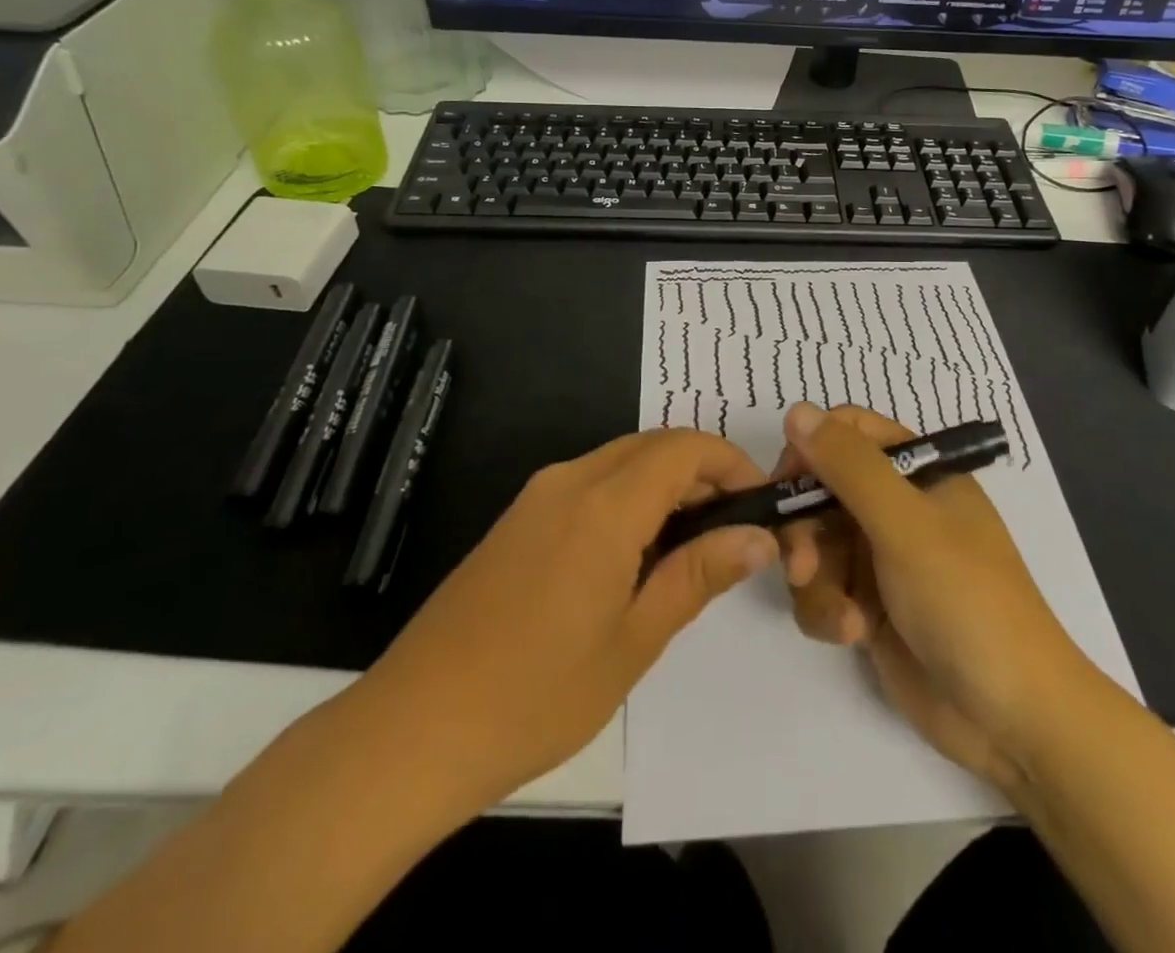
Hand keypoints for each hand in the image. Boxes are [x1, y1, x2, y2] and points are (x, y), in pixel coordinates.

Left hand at [357, 429, 777, 807]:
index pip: (685, 448)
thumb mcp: (635, 639)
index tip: (760, 506)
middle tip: (732, 531)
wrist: (415, 728)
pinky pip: (590, 483)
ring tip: (691, 548)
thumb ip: (699, 575)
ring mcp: (537, 496)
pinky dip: (629, 498)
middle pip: (654, 445)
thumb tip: (759, 538)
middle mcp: (570, 479)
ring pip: (622, 461)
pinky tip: (636, 556)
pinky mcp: (518, 519)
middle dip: (703, 472)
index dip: (732, 464)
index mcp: (604, 504)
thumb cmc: (537, 693)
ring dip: (666, 485)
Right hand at [775, 403, 1088, 789]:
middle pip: (820, 490)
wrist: (1011, 718)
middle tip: (800, 566)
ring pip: (814, 544)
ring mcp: (881, 557)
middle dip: (804, 530)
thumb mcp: (906, 525)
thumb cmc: (966, 601)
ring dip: (816, 580)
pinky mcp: (868, 605)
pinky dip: (828, 611)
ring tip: (844, 618)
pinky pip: (821, 589)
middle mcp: (896, 506)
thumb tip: (796, 410)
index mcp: (918, 472)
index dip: (811, 450)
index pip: (848, 432)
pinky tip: (854, 636)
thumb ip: (849, 466)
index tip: (786, 484)